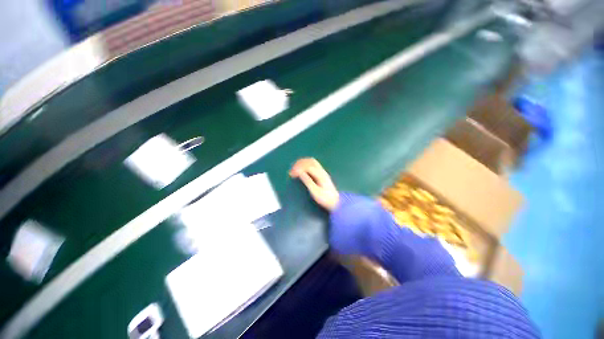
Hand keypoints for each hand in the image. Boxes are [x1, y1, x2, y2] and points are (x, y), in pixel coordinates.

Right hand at [290, 158, 339, 210]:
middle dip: (299, 164)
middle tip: (291, 171)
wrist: (335, 201)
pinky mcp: (321, 172)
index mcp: (320, 175)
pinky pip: (312, 163)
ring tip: (294, 168)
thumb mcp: (315, 192)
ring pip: (311, 161)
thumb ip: (308, 181)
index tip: (291, 174)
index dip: (299, 168)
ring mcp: (322, 170)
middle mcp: (322, 170)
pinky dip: (305, 163)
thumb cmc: (325, 199)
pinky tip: (300, 168)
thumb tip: (299, 173)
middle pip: (310, 161)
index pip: (308, 166)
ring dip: (302, 162)